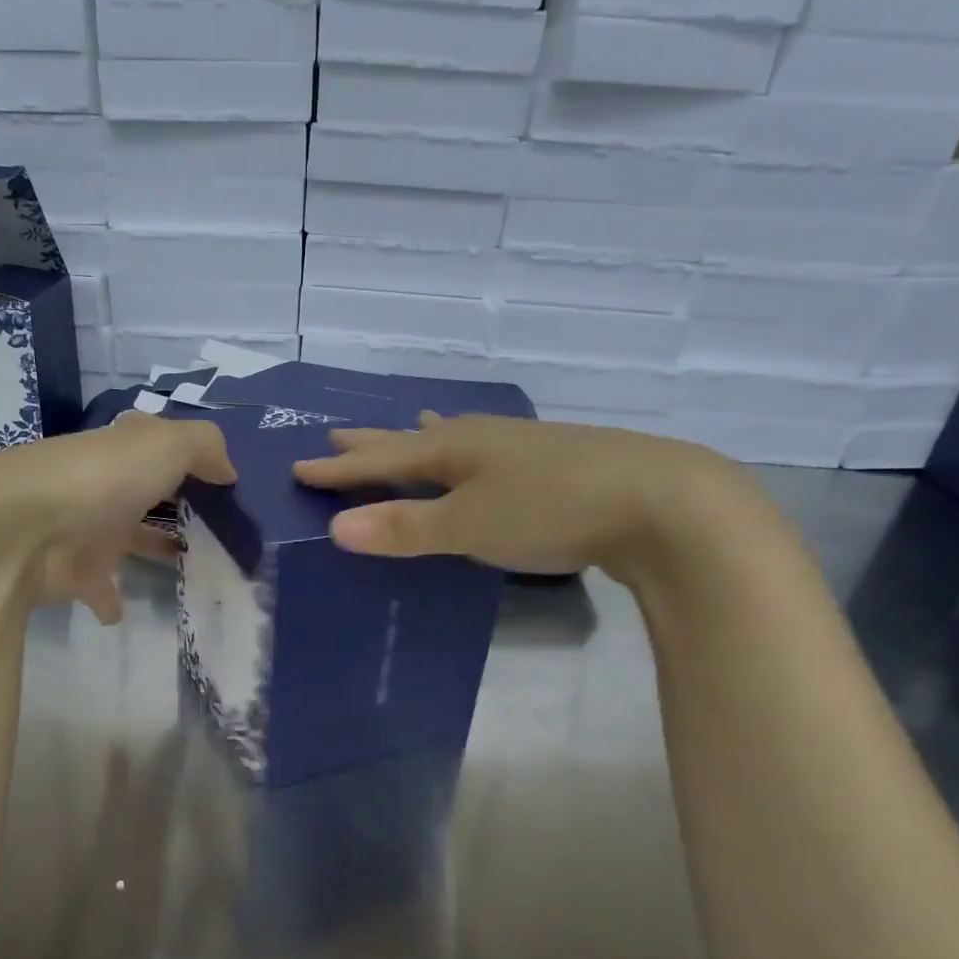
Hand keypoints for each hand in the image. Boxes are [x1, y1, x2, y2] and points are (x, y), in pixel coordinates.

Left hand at [0, 414, 234, 622]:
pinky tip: (127, 612)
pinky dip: (111, 600)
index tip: (229, 487)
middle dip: (176, 506)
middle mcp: (105, 487)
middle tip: (221, 530)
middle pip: (147, 495)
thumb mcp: (165, 445)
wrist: (19, 530)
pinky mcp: (72, 574)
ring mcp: (86, 530)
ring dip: (153, 549)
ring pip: (127, 540)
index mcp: (124, 452)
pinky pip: (99, 589)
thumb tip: (229, 471)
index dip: (193, 462)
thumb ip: (204, 448)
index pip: (162, 449)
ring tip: (193, 568)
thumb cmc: (99, 480)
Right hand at [292, 413, 757, 577]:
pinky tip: (487, 456)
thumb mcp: (468, 525)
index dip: (340, 469)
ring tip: (411, 430)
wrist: (659, 502)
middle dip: (374, 445)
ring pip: (457, 440)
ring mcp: (523, 449)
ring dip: (424, 441)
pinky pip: (490, 453)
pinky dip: (470, 453)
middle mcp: (483, 440)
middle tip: (337, 436)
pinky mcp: (556, 465)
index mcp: (454, 450)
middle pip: (414, 441)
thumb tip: (334, 528)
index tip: (299, 469)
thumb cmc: (550, 510)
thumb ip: (404, 528)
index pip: (382, 460)